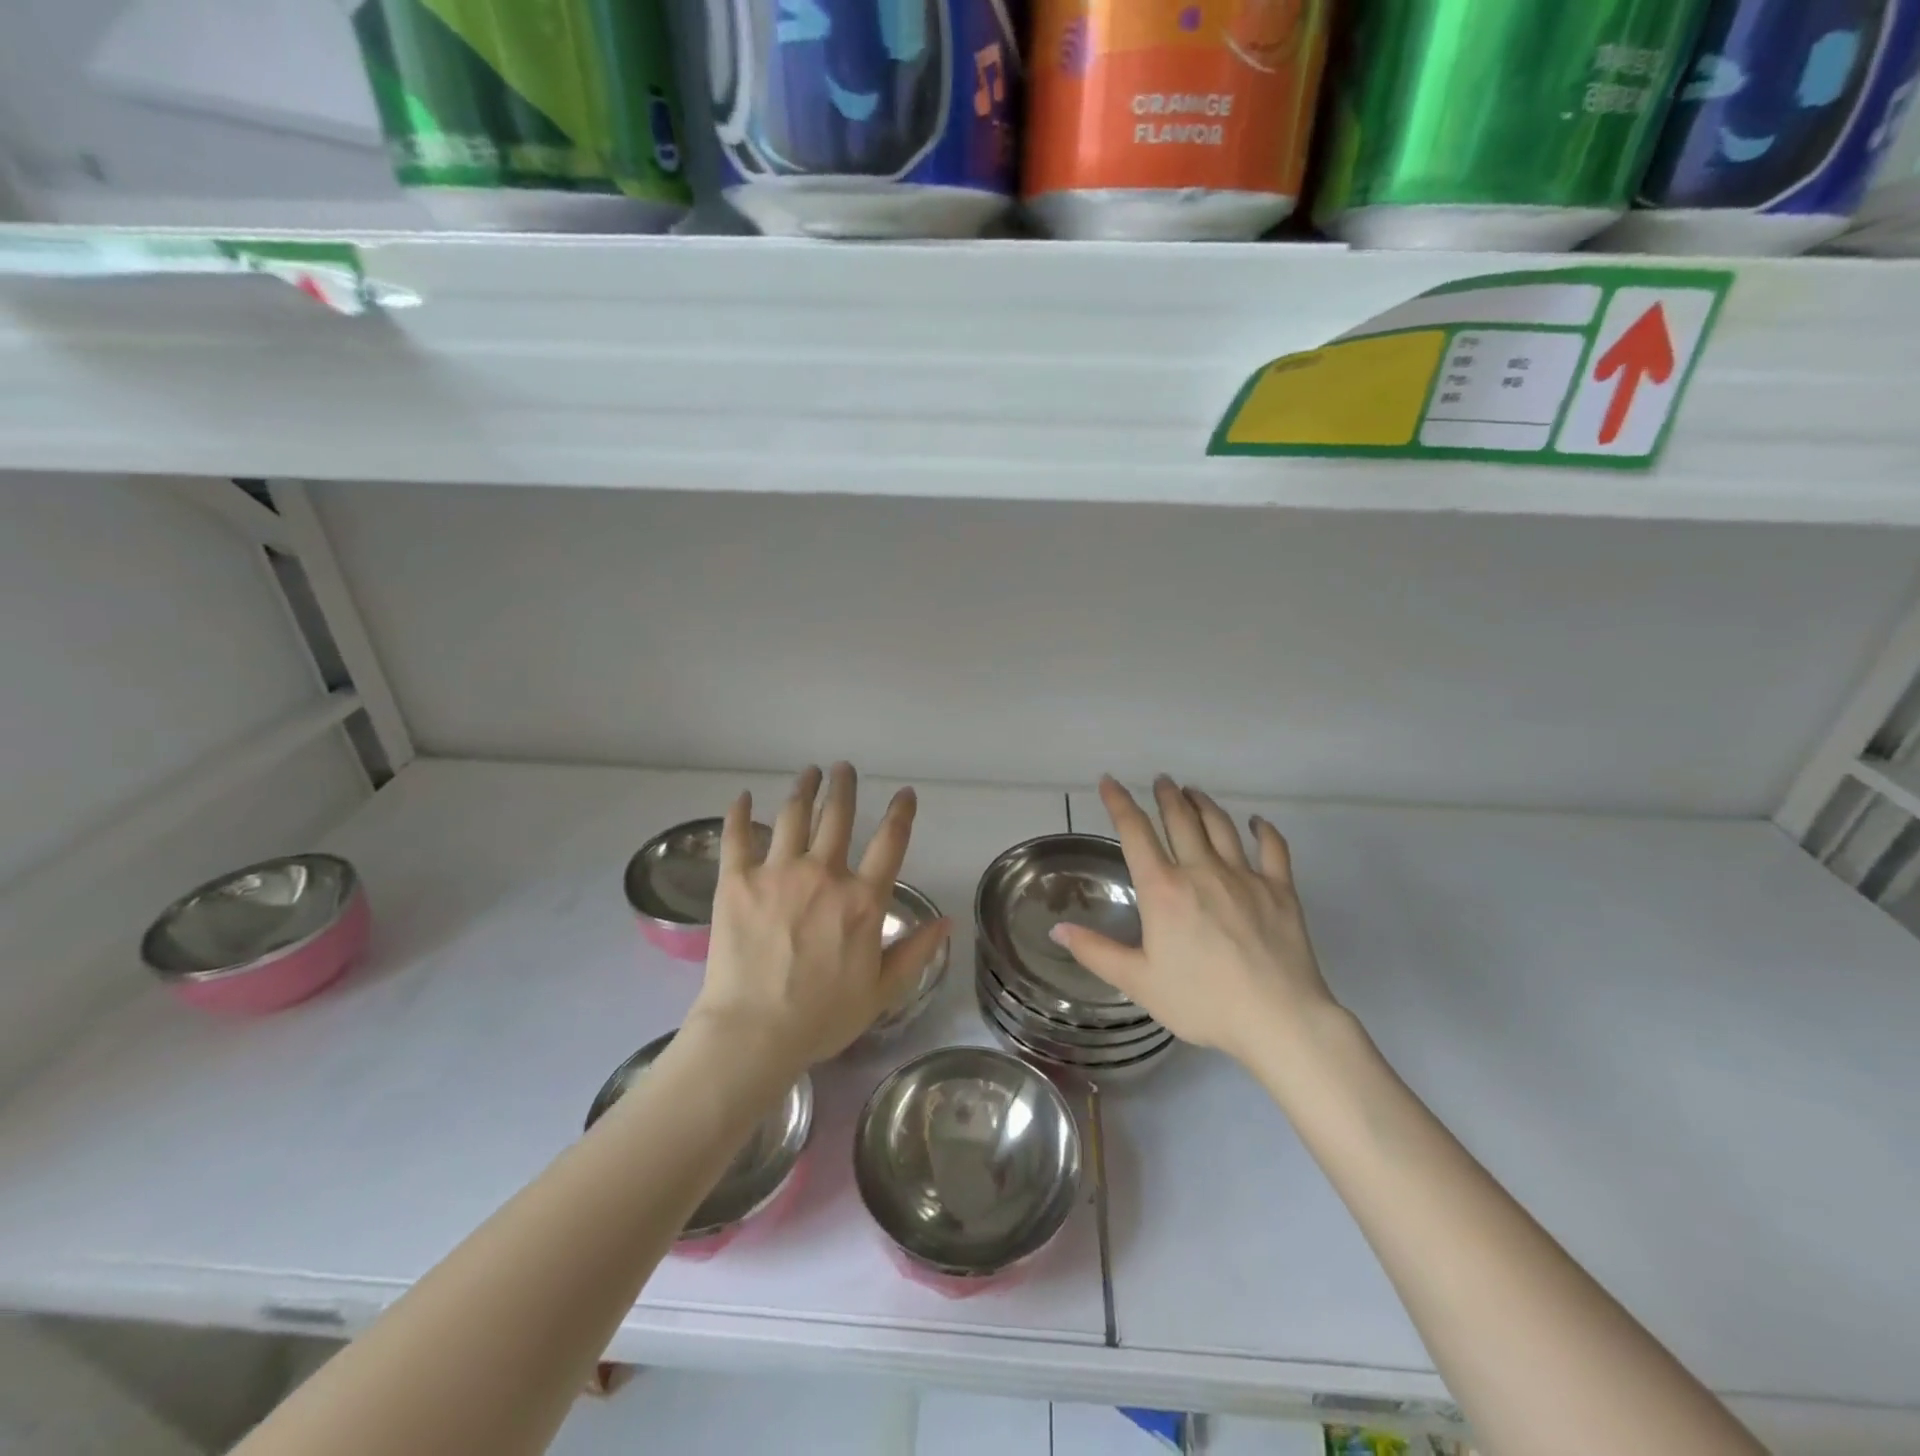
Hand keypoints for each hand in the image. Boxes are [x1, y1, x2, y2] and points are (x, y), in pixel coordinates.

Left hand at [689, 763, 951, 1071]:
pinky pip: (737, 837)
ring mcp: (777, 873)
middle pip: (838, 817)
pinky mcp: (737, 881)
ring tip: (809, 772)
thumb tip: (947, 921)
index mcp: (862, 900)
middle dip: (843, 787)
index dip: (901, 813)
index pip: (890, 843)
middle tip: (843, 768)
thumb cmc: (821, 1018)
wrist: (753, 1033)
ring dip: (803, 789)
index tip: (904, 793)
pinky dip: (740, 813)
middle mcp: (824, 875)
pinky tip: (743, 796)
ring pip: (793, 816)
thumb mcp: (882, 992)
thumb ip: (915, 952)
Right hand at [1050, 776, 1339, 1067]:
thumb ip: (1095, 952)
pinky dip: (1263, 830)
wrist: (1278, 1018)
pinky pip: (1272, 849)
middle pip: (1180, 819)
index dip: (1119, 803)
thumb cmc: (1202, 1001)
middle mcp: (1201, 871)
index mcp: (1163, 889)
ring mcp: (1244, 876)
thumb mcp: (1138, 982)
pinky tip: (1257, 822)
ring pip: (1221, 826)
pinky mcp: (1280, 890)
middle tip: (1161, 780)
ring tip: (1194, 792)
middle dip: (1167, 795)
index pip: (1135, 833)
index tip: (1109, 782)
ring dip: (1204, 804)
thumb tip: (1057, 929)